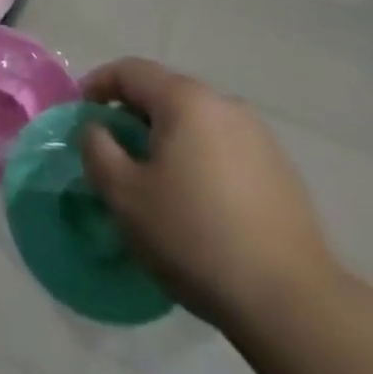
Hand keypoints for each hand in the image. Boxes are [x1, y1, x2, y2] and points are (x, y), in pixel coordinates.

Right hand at [79, 58, 341, 326]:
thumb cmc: (194, 238)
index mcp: (186, 99)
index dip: (98, 84)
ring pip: (196, 122)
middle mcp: (224, 104)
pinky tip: (198, 203)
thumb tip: (96, 128)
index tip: (81, 113)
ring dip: (168, 139)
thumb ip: (97, 148)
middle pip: (165, 93)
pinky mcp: (281, 170)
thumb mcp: (124, 195)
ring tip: (155, 181)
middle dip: (133, 115)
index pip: (130, 71)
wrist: (291, 302)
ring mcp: (259, 136)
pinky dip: (200, 160)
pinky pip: (224, 148)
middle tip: (114, 151)